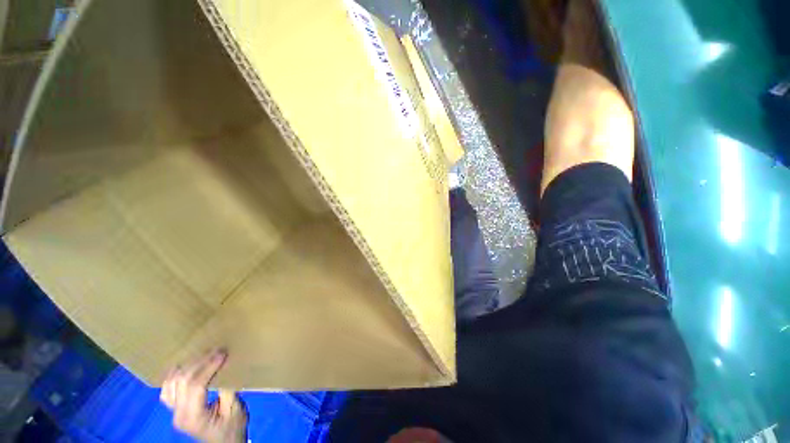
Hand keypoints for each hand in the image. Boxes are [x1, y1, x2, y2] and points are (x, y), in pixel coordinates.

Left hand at [160, 350, 247, 442]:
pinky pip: (167, 389)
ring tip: (204, 356)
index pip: (195, 386)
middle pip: (182, 381)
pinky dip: (174, 375)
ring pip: (172, 383)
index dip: (208, 366)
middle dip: (200, 362)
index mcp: (194, 417)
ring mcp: (173, 412)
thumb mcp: (235, 410)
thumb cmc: (233, 427)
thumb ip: (227, 391)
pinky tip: (184, 367)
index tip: (222, 353)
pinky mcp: (174, 409)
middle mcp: (178, 414)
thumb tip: (224, 368)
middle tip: (217, 350)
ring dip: (187, 366)